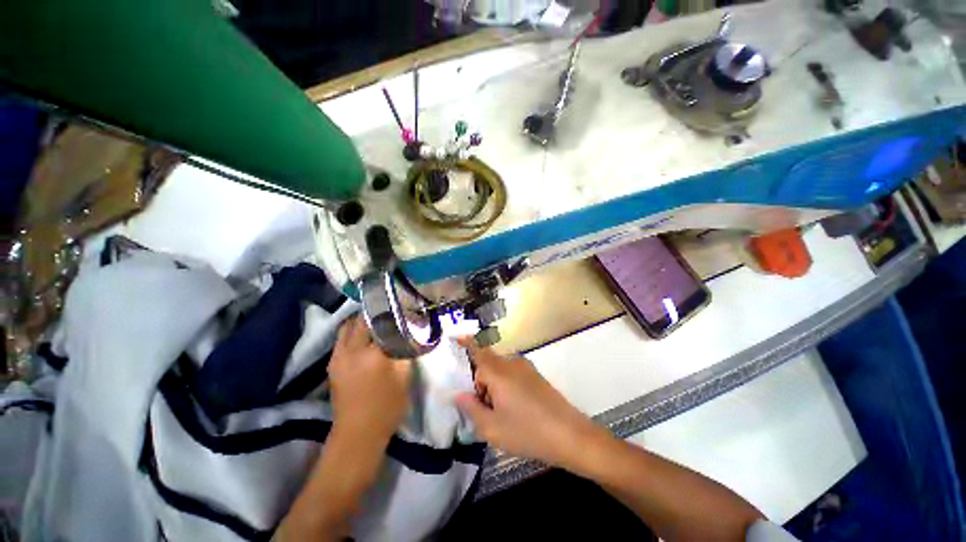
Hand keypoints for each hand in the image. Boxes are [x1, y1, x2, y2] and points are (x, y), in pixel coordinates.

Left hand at [328, 316, 410, 444]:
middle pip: (359, 320)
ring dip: (360, 322)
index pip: (380, 321)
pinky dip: (352, 334)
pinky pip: (341, 339)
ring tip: (377, 324)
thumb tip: (408, 331)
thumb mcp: (404, 376)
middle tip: (390, 313)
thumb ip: (405, 350)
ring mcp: (337, 357)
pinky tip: (365, 340)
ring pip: (346, 328)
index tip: (401, 307)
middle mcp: (350, 351)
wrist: (358, 434)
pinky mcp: (332, 365)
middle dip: (374, 314)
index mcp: (371, 353)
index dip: (391, 312)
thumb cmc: (387, 406)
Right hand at [455, 338, 606, 467]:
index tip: (455, 337)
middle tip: (484, 409)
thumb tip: (459, 395)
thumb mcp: (492, 428)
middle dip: (480, 382)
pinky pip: (512, 373)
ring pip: (499, 370)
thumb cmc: (527, 432)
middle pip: (487, 364)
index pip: (477, 351)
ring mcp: (525, 367)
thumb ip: (471, 409)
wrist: (570, 435)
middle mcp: (511, 363)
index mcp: (498, 372)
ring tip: (501, 413)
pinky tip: (516, 409)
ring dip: (493, 385)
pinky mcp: (535, 375)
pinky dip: (505, 385)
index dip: (466, 342)